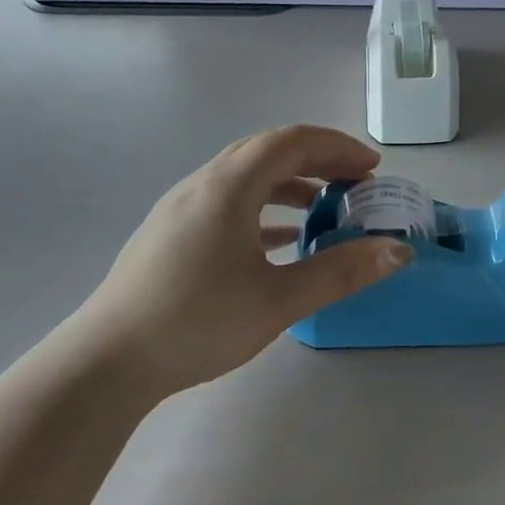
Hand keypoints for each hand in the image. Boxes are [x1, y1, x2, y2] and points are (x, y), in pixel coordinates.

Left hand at [72, 126, 411, 393]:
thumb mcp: (279, 300)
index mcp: (228, 187)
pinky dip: (262, 207)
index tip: (372, 169)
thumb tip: (397, 251)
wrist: (107, 362)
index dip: (337, 147)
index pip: (291, 142)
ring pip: (244, 176)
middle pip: (267, 151)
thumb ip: (341, 272)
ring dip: (289, 183)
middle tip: (354, 183)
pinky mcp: (170, 233)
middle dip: (316, 160)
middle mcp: (202, 184)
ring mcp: (180, 208)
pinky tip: (280, 240)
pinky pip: (226, 202)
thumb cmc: (198, 322)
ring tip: (323, 207)